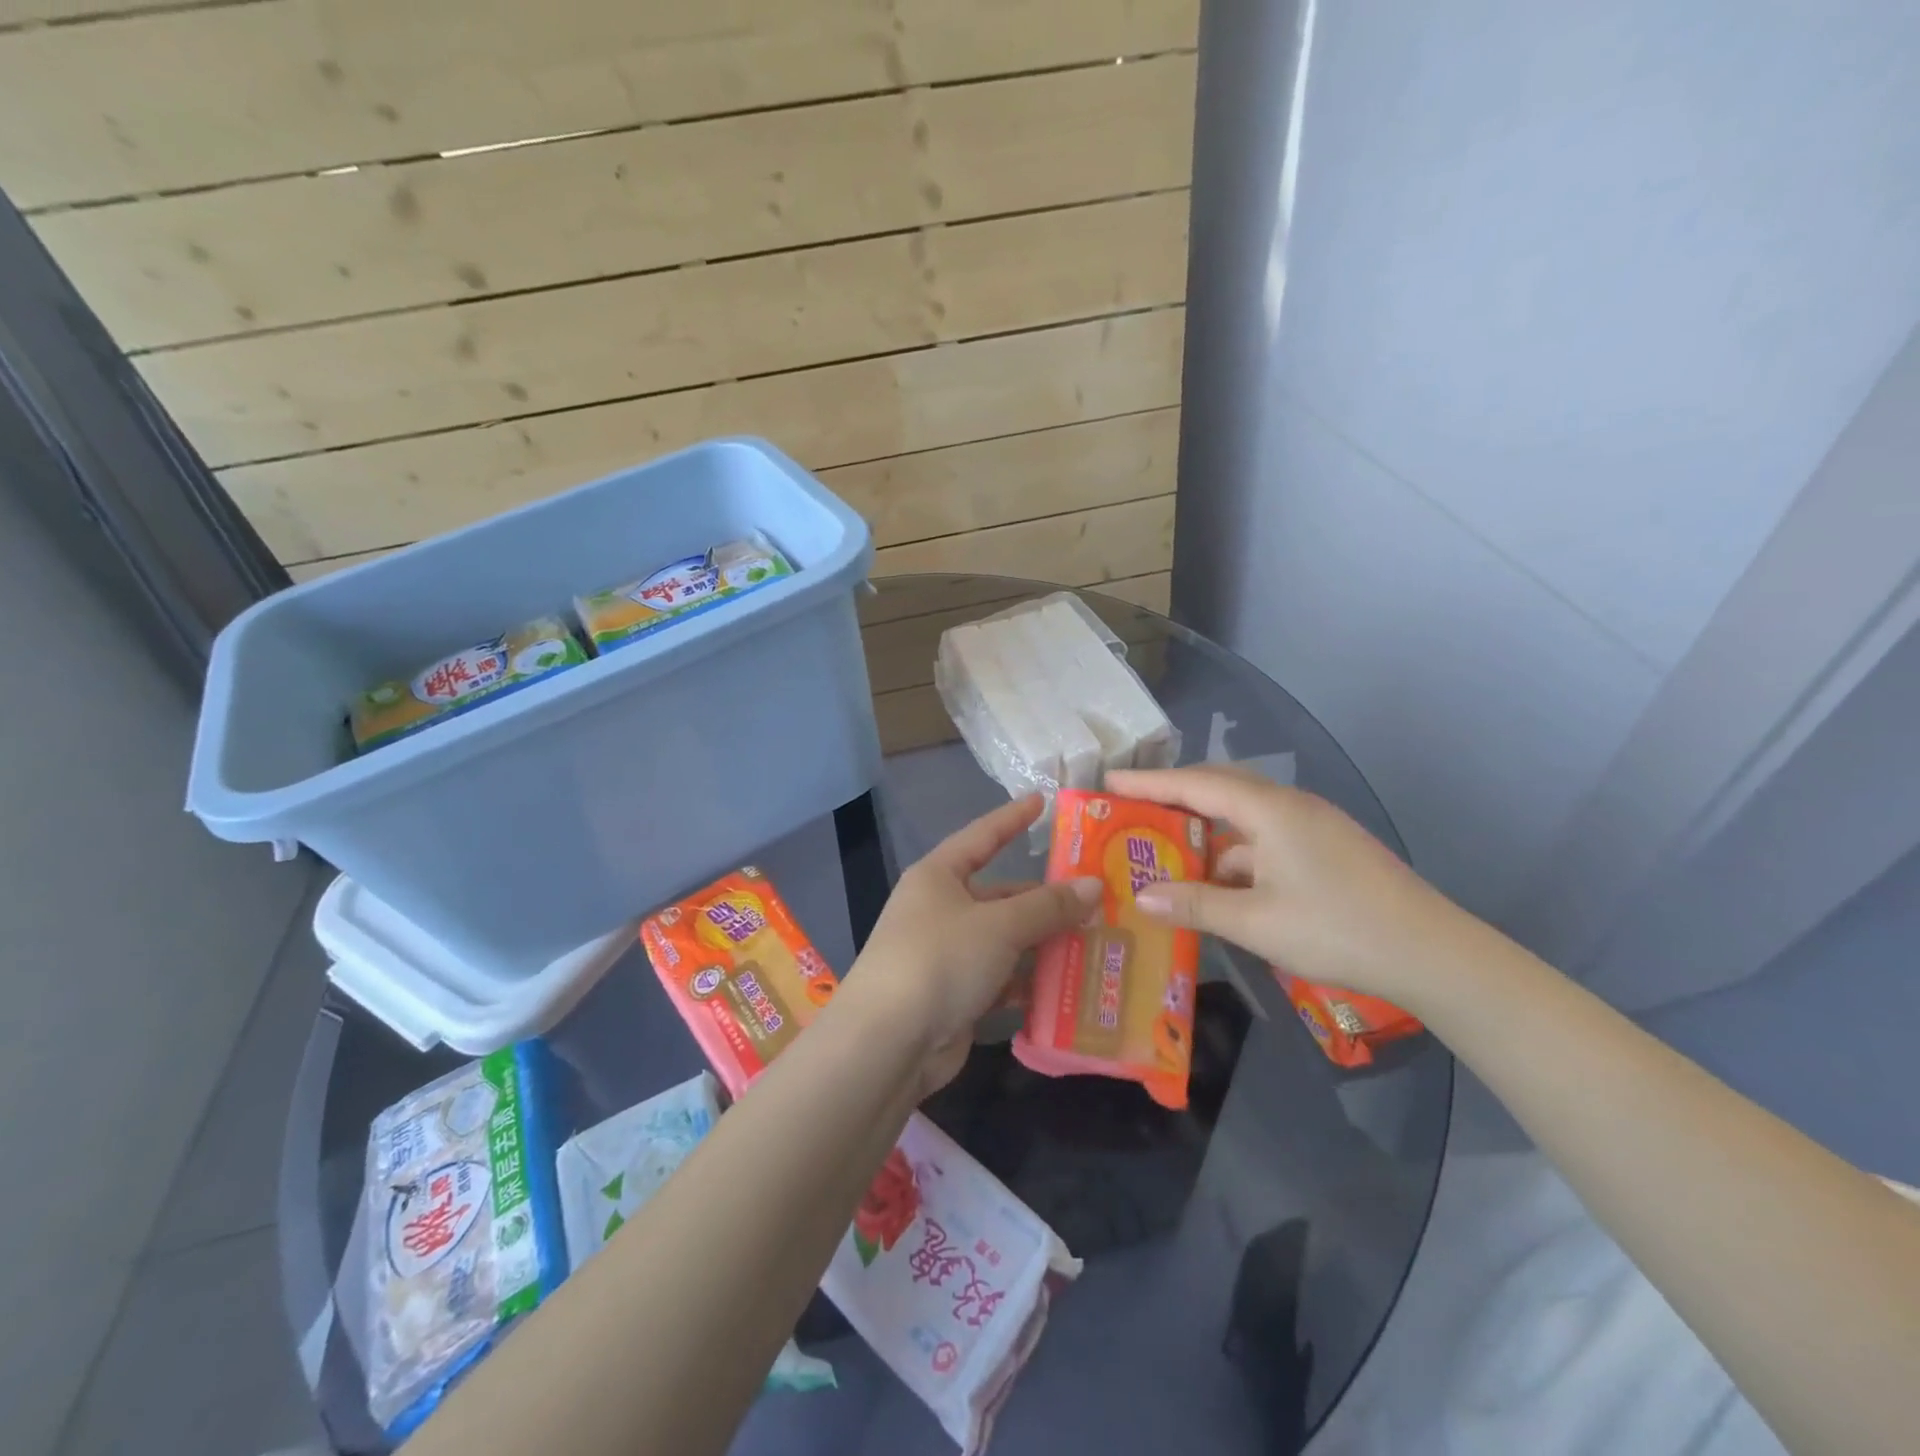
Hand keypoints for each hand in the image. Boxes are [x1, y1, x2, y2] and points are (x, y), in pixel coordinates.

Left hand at [844, 794, 1100, 1094]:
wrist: (888, 1044)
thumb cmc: (940, 960)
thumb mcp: (999, 925)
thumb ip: (1048, 905)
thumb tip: (1093, 885)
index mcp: (939, 876)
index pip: (982, 836)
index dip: (1012, 818)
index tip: (1043, 800)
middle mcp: (942, 909)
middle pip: (1002, 895)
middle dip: (1046, 899)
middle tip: (1097, 897)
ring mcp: (948, 955)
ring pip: (1006, 940)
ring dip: (1045, 944)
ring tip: (1097, 941)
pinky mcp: (957, 996)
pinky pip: (1002, 979)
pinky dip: (1030, 982)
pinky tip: (1070, 987)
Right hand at [1105, 764, 1474, 1008]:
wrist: (1433, 954)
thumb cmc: (1337, 929)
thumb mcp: (1255, 922)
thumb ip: (1195, 904)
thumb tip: (1141, 896)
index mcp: (1269, 810)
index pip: (1195, 784)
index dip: (1149, 783)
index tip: (1109, 783)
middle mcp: (1289, 806)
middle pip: (1218, 788)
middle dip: (1173, 799)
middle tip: (1132, 813)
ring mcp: (1312, 826)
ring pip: (1242, 817)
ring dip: (1205, 833)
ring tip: (1166, 855)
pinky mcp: (1326, 849)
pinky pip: (1264, 838)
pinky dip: (1234, 855)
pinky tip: (1219, 885)